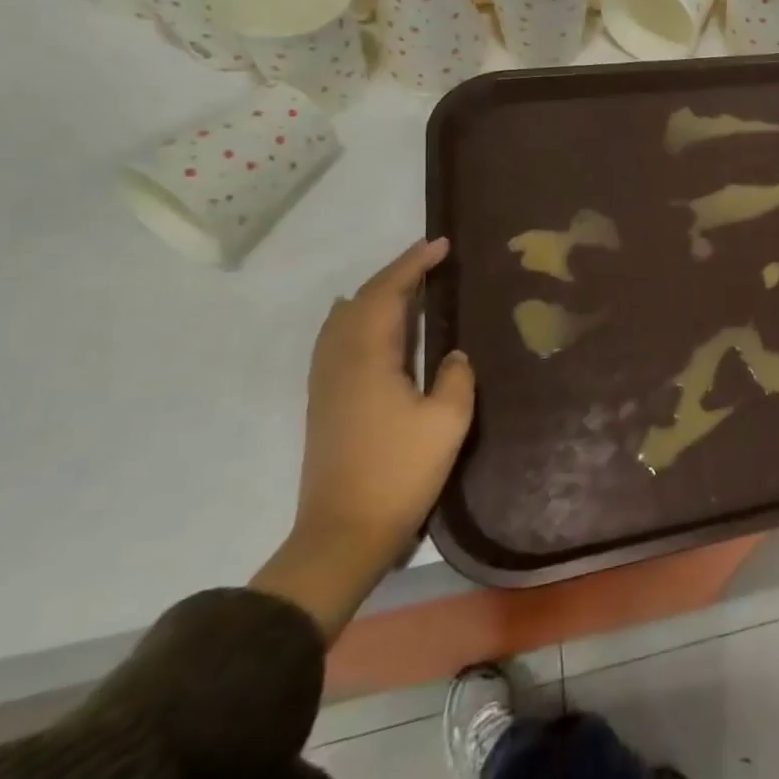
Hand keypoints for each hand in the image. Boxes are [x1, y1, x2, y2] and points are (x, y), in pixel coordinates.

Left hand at [253, 238, 473, 637]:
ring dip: (373, 294)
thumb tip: (453, 356)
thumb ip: (455, 377)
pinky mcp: (323, 401)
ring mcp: (325, 382)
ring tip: (404, 284)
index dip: (414, 264)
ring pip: (342, 319)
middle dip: (395, 274)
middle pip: (361, 300)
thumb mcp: (447, 420)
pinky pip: (335, 339)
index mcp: (368, 358)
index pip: (388, 293)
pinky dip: (355, 317)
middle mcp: (339, 360)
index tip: (441, 245)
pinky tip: (366, 324)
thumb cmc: (400, 472)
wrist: (343, 533)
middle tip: (430, 260)